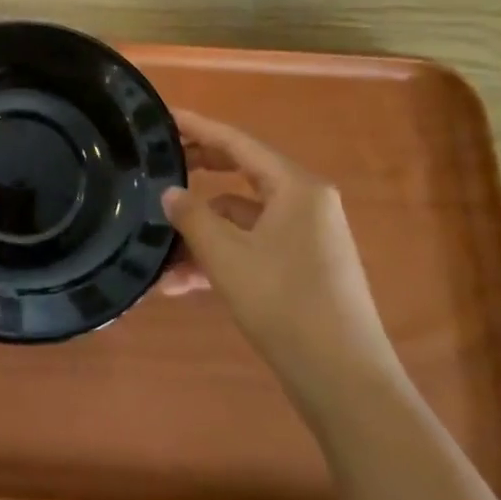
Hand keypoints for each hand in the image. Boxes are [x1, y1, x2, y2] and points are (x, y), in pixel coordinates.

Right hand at [156, 111, 399, 405]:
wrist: (344, 382)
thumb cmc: (285, 304)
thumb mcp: (226, 256)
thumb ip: (192, 217)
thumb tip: (169, 192)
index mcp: (296, 187)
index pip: (238, 142)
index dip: (198, 127)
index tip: (163, 117)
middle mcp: (305, 203)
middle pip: (240, 173)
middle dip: (197, 174)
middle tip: (156, 166)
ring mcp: (305, 237)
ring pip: (240, 218)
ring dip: (200, 233)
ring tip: (157, 253)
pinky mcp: (301, 267)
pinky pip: (251, 247)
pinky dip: (219, 258)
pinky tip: (181, 284)